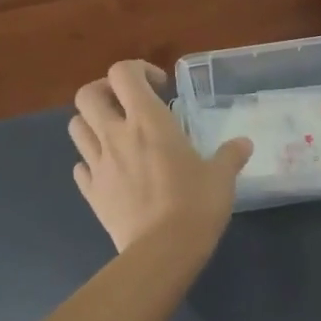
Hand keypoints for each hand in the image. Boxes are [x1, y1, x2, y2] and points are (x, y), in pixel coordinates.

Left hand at [70, 60, 252, 252]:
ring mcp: (98, 164)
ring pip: (76, 127)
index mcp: (148, 121)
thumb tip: (244, 144)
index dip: (138, 70)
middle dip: (104, 91)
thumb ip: (230, 155)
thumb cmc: (195, 205)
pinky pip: (81, 168)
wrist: (163, 251)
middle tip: (127, 105)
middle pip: (87, 95)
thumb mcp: (221, 177)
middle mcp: (116, 135)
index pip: (123, 73)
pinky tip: (110, 172)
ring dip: (92, 124)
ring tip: (115, 136)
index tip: (160, 87)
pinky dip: (91, 163)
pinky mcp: (91, 192)